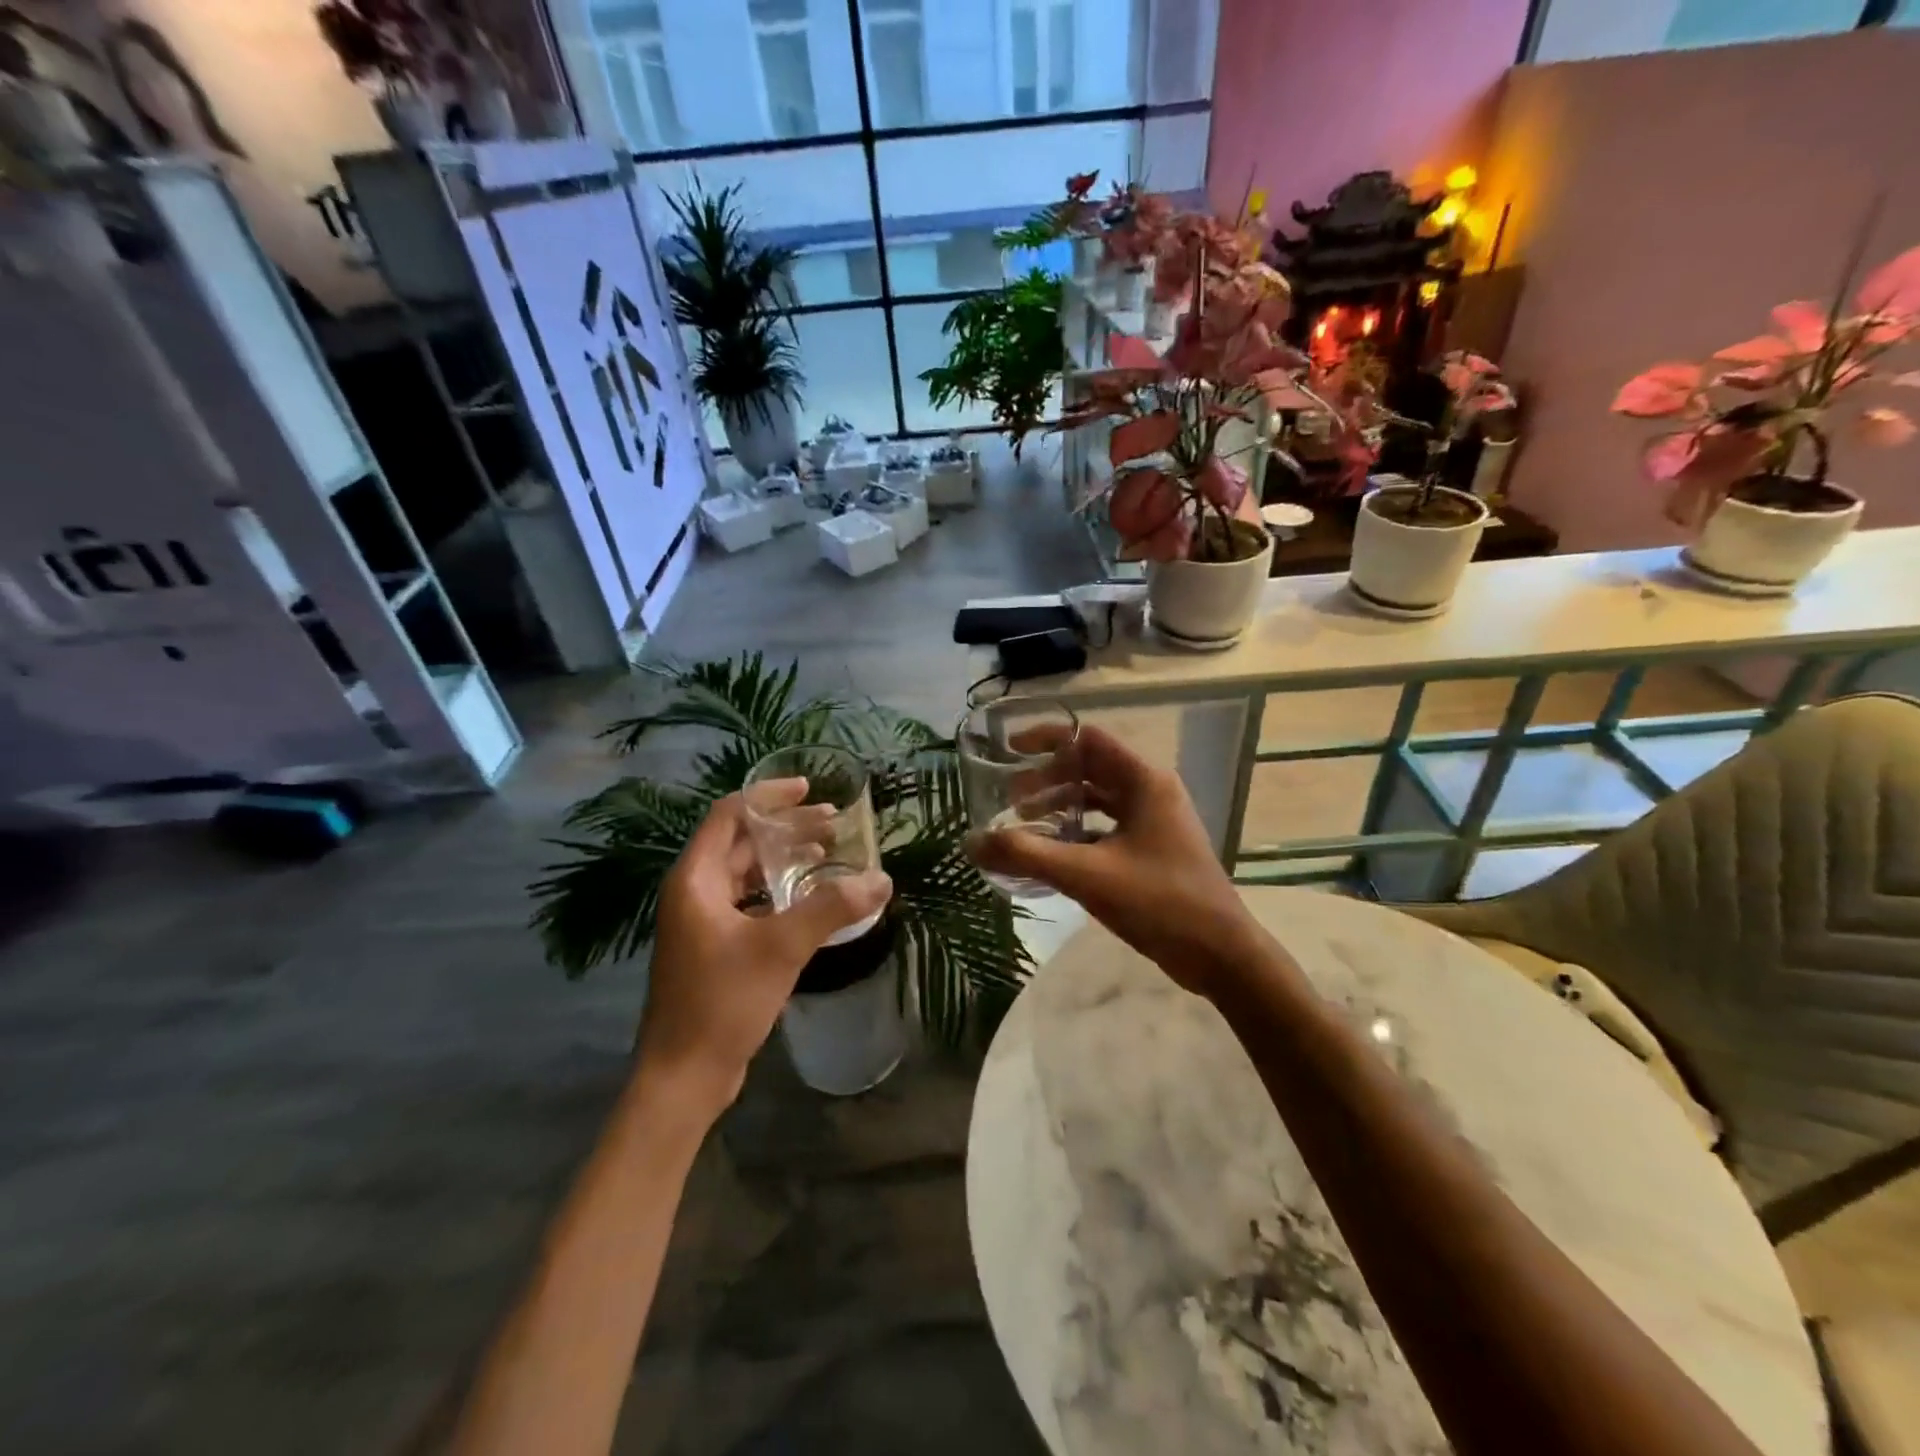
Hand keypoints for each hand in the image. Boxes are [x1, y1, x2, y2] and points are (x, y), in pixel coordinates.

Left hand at [640, 787, 890, 1114]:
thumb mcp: (781, 948)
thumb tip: (881, 880)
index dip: (769, 796)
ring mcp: (703, 921)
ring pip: (747, 873)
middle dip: (787, 828)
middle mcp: (694, 892)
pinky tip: (812, 900)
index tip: (810, 790)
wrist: (684, 1077)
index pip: (730, 814)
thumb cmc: (723, 1001)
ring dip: (785, 860)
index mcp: (696, 879)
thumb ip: (831, 908)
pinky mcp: (715, 947)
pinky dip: (780, 891)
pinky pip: (750, 902)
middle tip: (833, 824)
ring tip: (828, 855)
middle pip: (742, 841)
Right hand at [967, 723, 1263, 998]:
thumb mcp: (1087, 875)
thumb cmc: (1159, 902)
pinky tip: (1052, 853)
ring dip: (1061, 806)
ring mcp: (1154, 820)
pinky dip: (1077, 831)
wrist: (1220, 954)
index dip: (1046, 739)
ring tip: (1024, 825)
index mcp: (1143, 780)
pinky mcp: (1153, 847)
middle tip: (1010, 802)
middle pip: (1089, 767)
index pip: (1088, 738)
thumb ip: (1027, 855)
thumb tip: (972, 842)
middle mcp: (1151, 790)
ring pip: (1098, 798)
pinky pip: (1107, 825)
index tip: (1009, 751)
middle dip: (1046, 779)